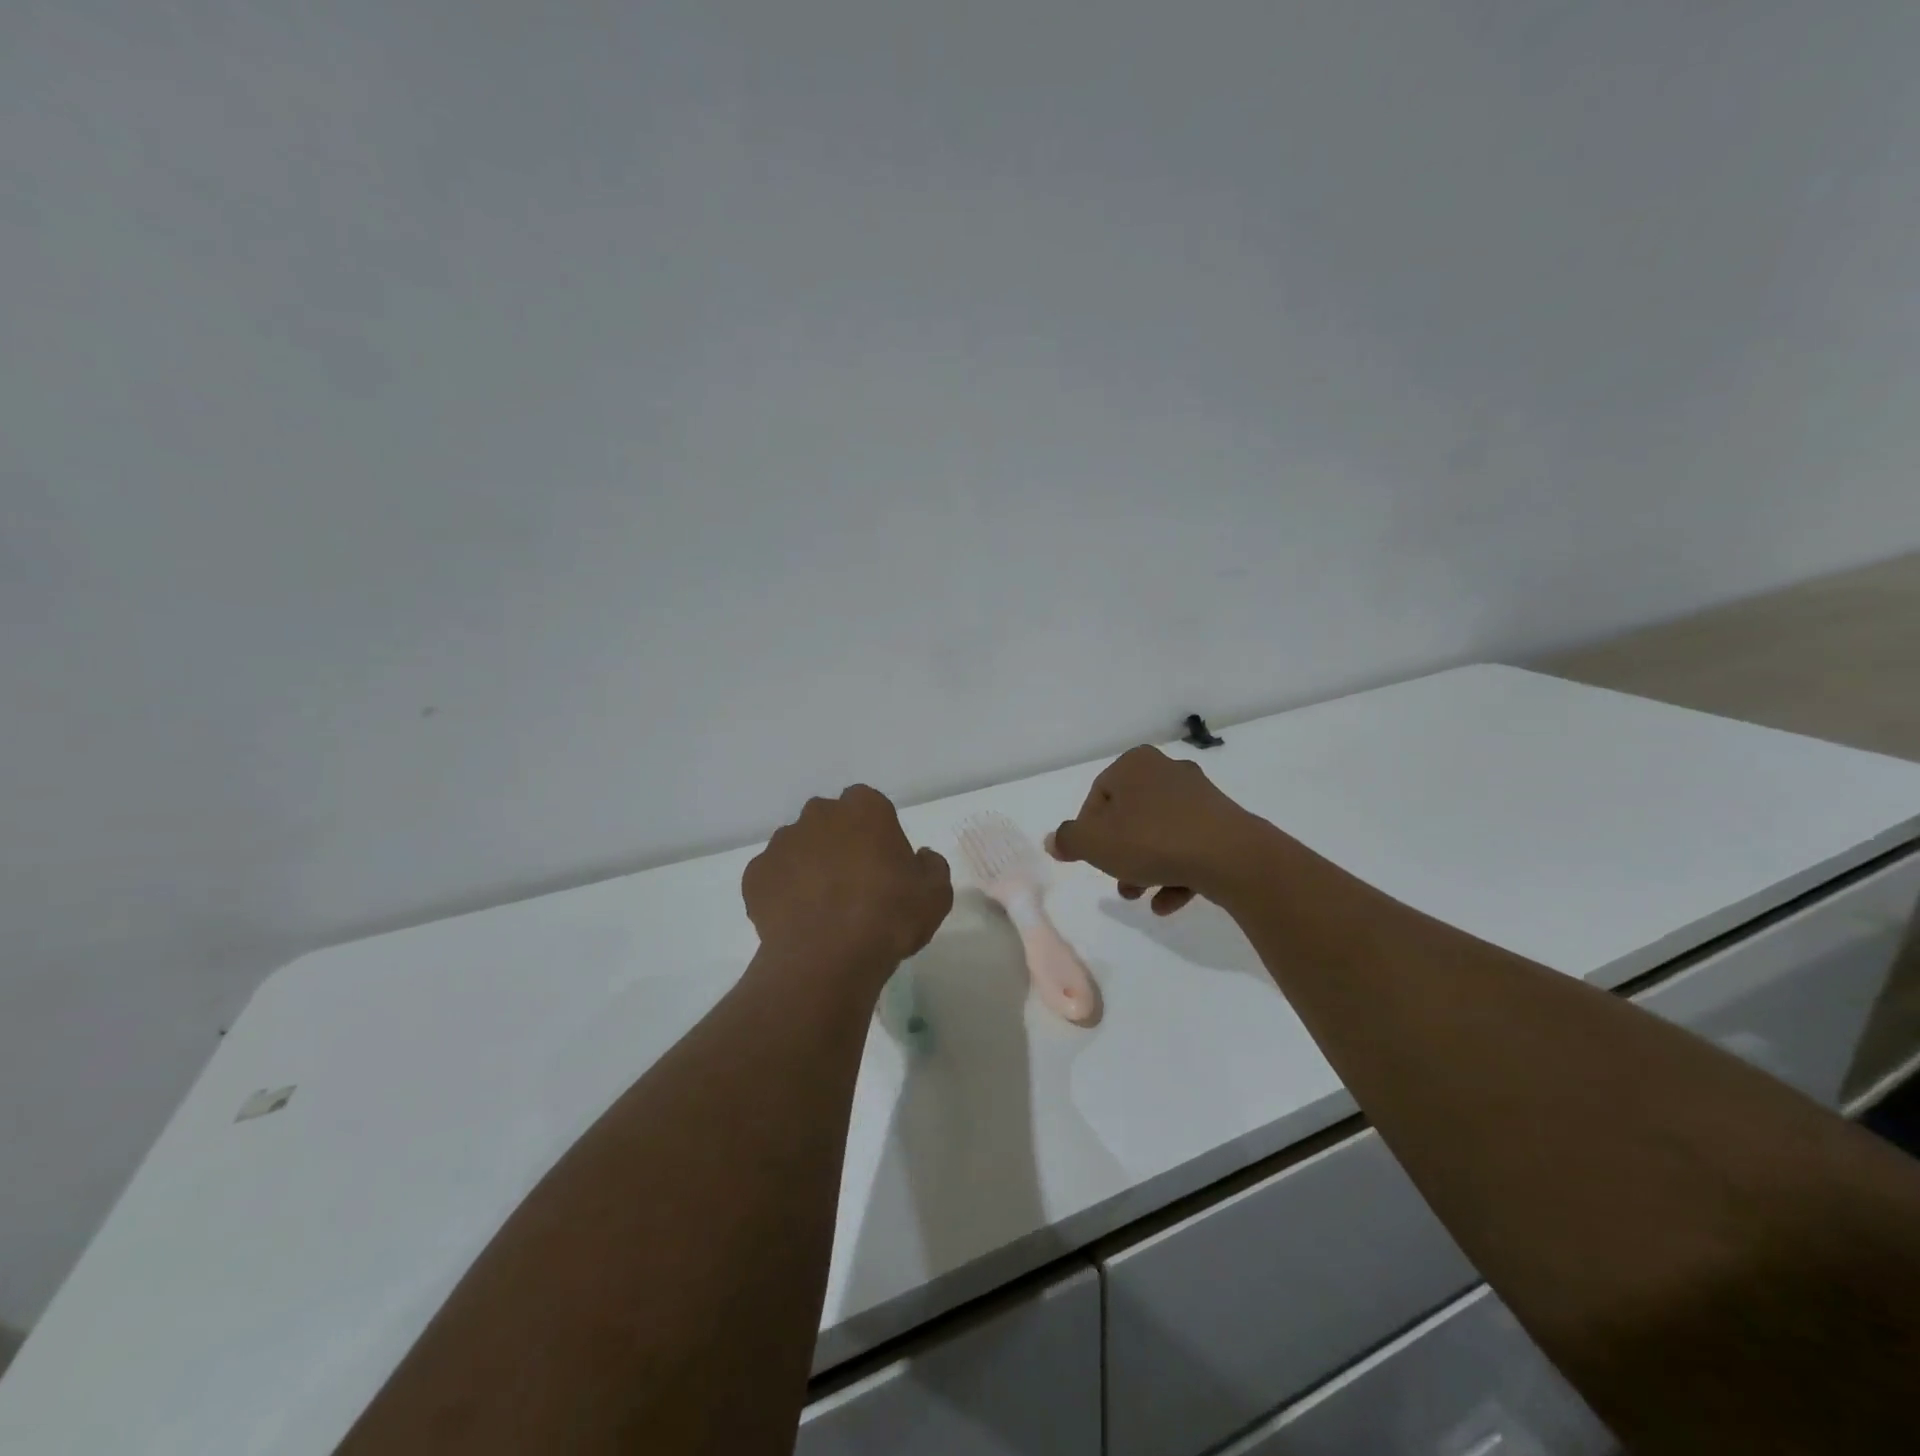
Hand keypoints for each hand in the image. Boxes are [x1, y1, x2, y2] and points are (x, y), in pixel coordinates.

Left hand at [743, 785, 953, 984]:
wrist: (828, 958)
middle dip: (838, 843)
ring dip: (809, 866)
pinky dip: (782, 892)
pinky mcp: (755, 875)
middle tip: (854, 883)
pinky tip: (797, 920)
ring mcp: (782, 843)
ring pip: (798, 847)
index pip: (868, 805)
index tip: (882, 862)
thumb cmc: (889, 916)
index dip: (875, 832)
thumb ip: (931, 866)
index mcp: (864, 809)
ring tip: (822, 908)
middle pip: (829, 822)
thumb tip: (920, 857)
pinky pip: (772, 877)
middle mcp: (819, 815)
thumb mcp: (935, 894)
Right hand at [1049, 746, 1274, 914]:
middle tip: (1118, 883)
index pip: (1098, 796)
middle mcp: (1167, 771)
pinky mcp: (1224, 823)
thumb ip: (1069, 840)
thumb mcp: (1095, 843)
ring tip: (1141, 897)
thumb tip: (1054, 840)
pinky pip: (1189, 847)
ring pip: (1159, 834)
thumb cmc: (1151, 840)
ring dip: (1146, 867)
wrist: (1230, 857)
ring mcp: (1200, 797)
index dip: (1089, 831)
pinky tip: (1167, 902)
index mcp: (1135, 764)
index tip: (1091, 859)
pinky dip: (1175, 872)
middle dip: (1120, 854)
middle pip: (1130, 817)